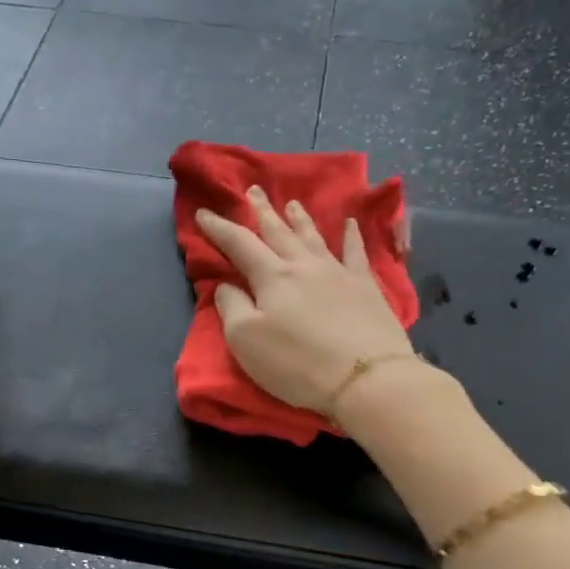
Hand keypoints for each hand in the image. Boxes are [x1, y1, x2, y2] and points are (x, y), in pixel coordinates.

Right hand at [196, 187, 413, 413]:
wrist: (365, 378)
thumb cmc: (297, 363)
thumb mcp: (246, 341)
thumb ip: (232, 307)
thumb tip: (227, 285)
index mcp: (272, 277)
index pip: (239, 244)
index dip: (219, 228)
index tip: (203, 212)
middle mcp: (304, 265)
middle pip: (278, 232)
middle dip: (262, 211)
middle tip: (252, 190)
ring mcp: (338, 273)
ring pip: (313, 237)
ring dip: (300, 219)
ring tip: (292, 203)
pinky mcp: (366, 288)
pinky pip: (356, 253)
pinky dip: (352, 236)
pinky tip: (351, 224)